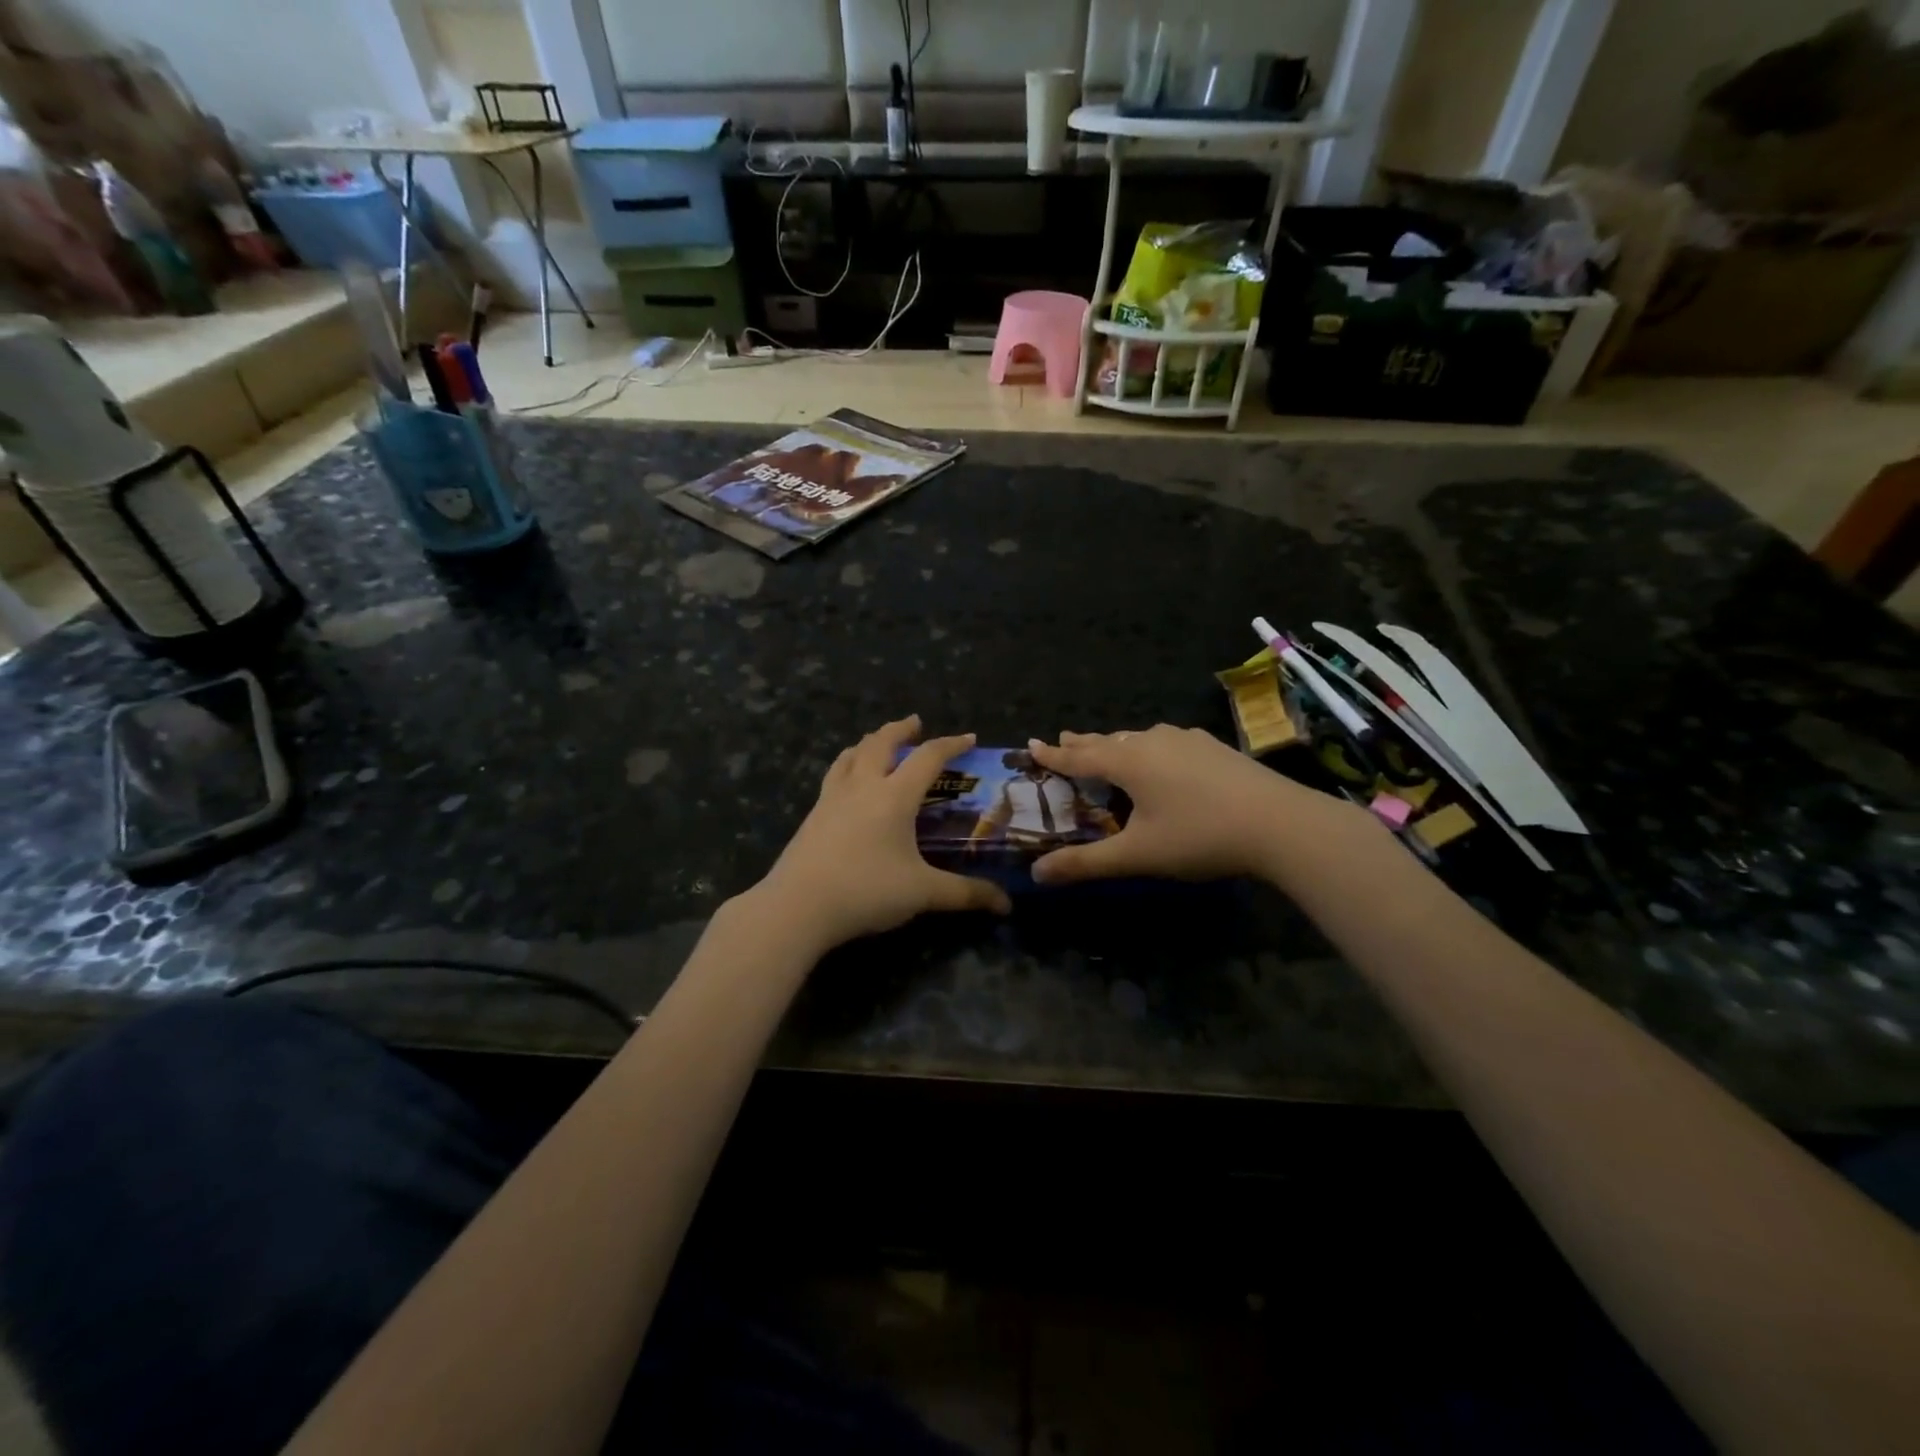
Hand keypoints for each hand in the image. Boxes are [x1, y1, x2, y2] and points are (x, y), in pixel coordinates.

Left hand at [753, 716, 1011, 953]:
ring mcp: (832, 798)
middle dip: (901, 729)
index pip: (928, 757)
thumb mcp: (923, 893)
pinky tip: (847, 782)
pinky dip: (847, 765)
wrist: (798, 906)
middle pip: (882, 743)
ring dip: (869, 742)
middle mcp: (863, 786)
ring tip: (877, 743)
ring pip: (851, 755)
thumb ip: (966, 894)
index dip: (951, 744)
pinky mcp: (812, 815)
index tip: (969, 738)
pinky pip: (834, 775)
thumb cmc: (866, 891)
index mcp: (894, 796)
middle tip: (916, 723)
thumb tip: (1006, 904)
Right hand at [1029, 725, 1351, 885]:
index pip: (1079, 757)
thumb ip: (1085, 864)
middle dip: (1082, 744)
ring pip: (1138, 739)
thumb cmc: (1199, 836)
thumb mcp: (1137, 855)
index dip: (1053, 755)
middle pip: (1107, 741)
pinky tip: (1163, 756)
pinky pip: (1167, 742)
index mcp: (1128, 763)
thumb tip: (1036, 874)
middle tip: (1062, 740)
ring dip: (1116, 744)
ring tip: (1107, 748)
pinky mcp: (1214, 747)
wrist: (1280, 823)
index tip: (1031, 744)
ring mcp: (1187, 741)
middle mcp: (1152, 742)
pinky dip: (1149, 748)